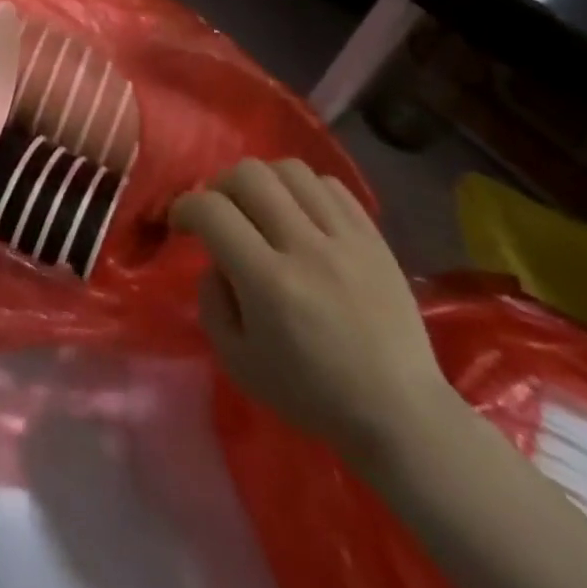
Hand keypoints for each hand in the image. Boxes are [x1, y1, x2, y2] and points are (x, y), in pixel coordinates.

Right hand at [170, 159, 451, 465]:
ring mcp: (347, 240)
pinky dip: (304, 190)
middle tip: (220, 214)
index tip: (182, 226)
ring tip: (261, 209)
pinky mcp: (375, 240)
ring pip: (290, 170)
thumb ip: (211, 302)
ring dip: (263, 182)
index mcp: (269, 283)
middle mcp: (307, 249)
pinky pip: (331, 185)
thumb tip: (216, 260)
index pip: (211, 209)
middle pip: (249, 174)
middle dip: (220, 186)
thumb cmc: (313, 396)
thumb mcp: (238, 361)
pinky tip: (300, 215)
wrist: (403, 417)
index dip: (184, 207)